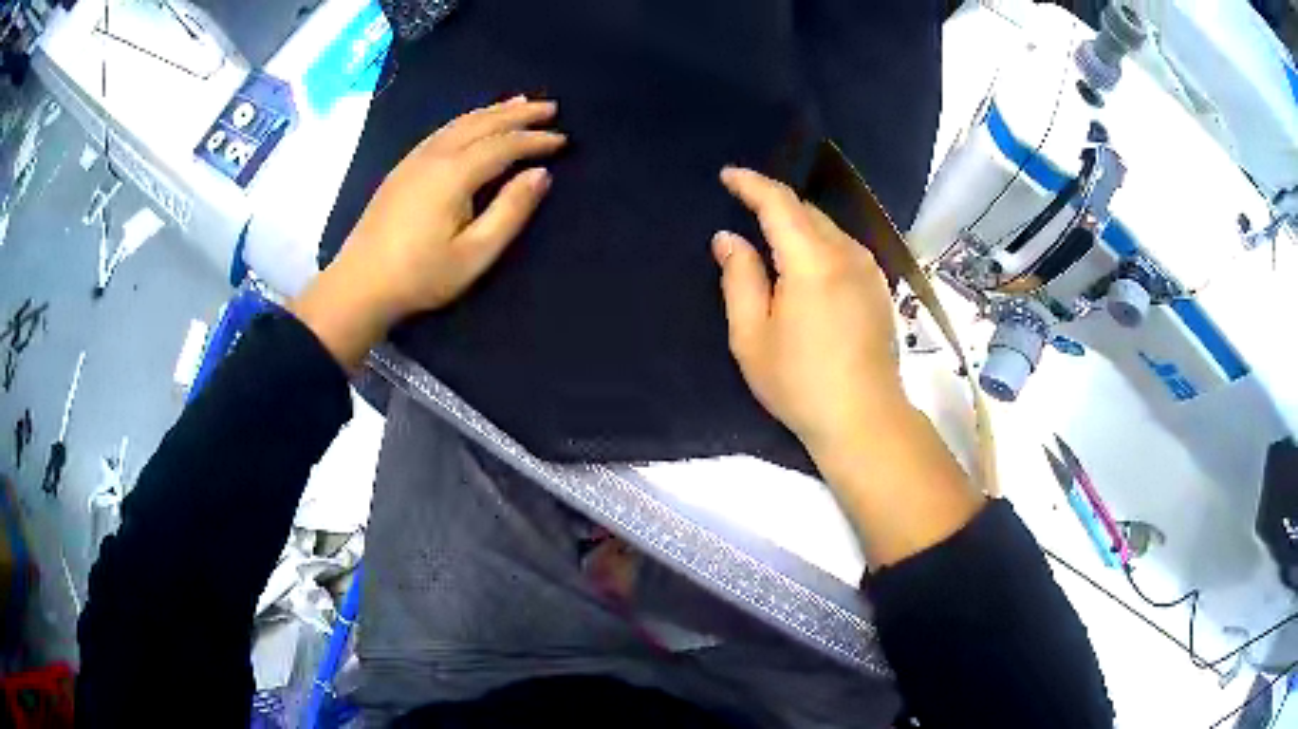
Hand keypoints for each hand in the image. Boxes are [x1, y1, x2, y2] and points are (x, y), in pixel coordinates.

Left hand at [292, 97, 565, 367]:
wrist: (359, 285)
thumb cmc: (420, 276)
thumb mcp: (474, 254)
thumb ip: (510, 211)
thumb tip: (541, 174)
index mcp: (454, 174)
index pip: (504, 144)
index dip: (535, 139)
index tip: (563, 139)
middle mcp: (435, 155)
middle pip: (483, 123)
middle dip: (519, 113)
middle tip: (551, 106)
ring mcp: (415, 159)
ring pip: (461, 122)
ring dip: (493, 111)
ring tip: (520, 103)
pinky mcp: (403, 168)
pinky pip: (444, 130)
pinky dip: (468, 119)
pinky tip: (474, 122)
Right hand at [715, 166, 982, 565]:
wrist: (865, 418)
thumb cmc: (800, 383)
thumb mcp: (751, 336)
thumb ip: (739, 278)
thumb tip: (728, 238)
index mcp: (812, 261)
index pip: (779, 203)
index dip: (751, 184)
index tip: (728, 176)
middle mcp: (847, 253)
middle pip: (806, 211)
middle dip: (774, 203)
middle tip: (744, 208)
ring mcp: (869, 269)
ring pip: (828, 228)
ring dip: (798, 224)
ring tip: (772, 238)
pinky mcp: (880, 287)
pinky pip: (844, 247)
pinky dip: (819, 243)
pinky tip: (807, 265)